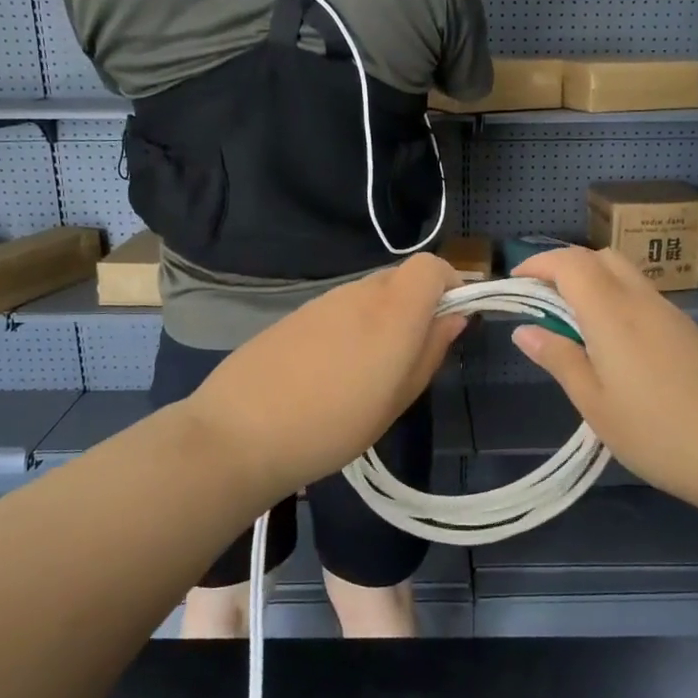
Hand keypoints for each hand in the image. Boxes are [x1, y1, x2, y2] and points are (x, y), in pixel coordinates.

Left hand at [183, 254, 466, 498]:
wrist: (241, 432)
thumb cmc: (334, 425)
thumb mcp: (397, 399)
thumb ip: (430, 351)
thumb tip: (455, 317)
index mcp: (393, 310)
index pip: (431, 265)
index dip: (448, 285)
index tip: (450, 321)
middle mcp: (360, 293)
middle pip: (401, 279)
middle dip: (417, 306)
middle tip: (409, 357)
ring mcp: (323, 301)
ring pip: (368, 295)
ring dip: (381, 318)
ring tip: (367, 372)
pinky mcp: (296, 314)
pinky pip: (338, 309)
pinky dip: (349, 327)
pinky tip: (330, 371)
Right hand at [510, 246, 697, 502]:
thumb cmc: (659, 434)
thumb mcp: (595, 404)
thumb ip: (559, 359)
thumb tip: (525, 330)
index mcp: (612, 313)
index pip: (570, 263)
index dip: (538, 263)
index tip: (515, 283)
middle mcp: (642, 301)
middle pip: (600, 257)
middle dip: (565, 267)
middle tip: (542, 301)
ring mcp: (671, 315)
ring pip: (625, 276)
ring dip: (592, 284)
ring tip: (572, 327)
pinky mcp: (690, 333)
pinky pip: (643, 298)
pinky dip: (616, 302)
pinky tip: (613, 347)